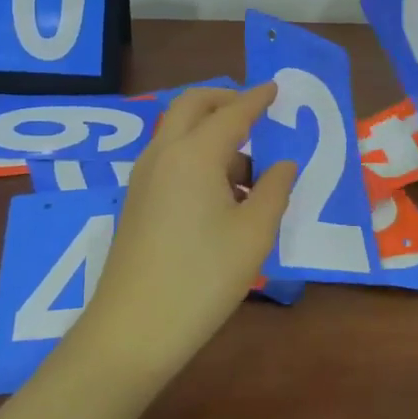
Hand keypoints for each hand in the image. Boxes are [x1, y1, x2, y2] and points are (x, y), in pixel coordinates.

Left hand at [77, 84, 295, 375]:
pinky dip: (198, 157)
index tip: (276, 88)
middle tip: (256, 111)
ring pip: (179, 133)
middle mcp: (163, 155)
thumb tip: (284, 164)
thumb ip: (274, 190)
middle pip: (191, 105)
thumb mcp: (254, 233)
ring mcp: (144, 178)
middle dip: (224, 100)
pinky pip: (171, 159)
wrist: (134, 330)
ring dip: (212, 133)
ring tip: (251, 172)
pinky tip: (223, 196)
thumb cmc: (203, 277)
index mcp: (194, 154)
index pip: (232, 112)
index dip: (257, 99)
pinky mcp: (137, 202)